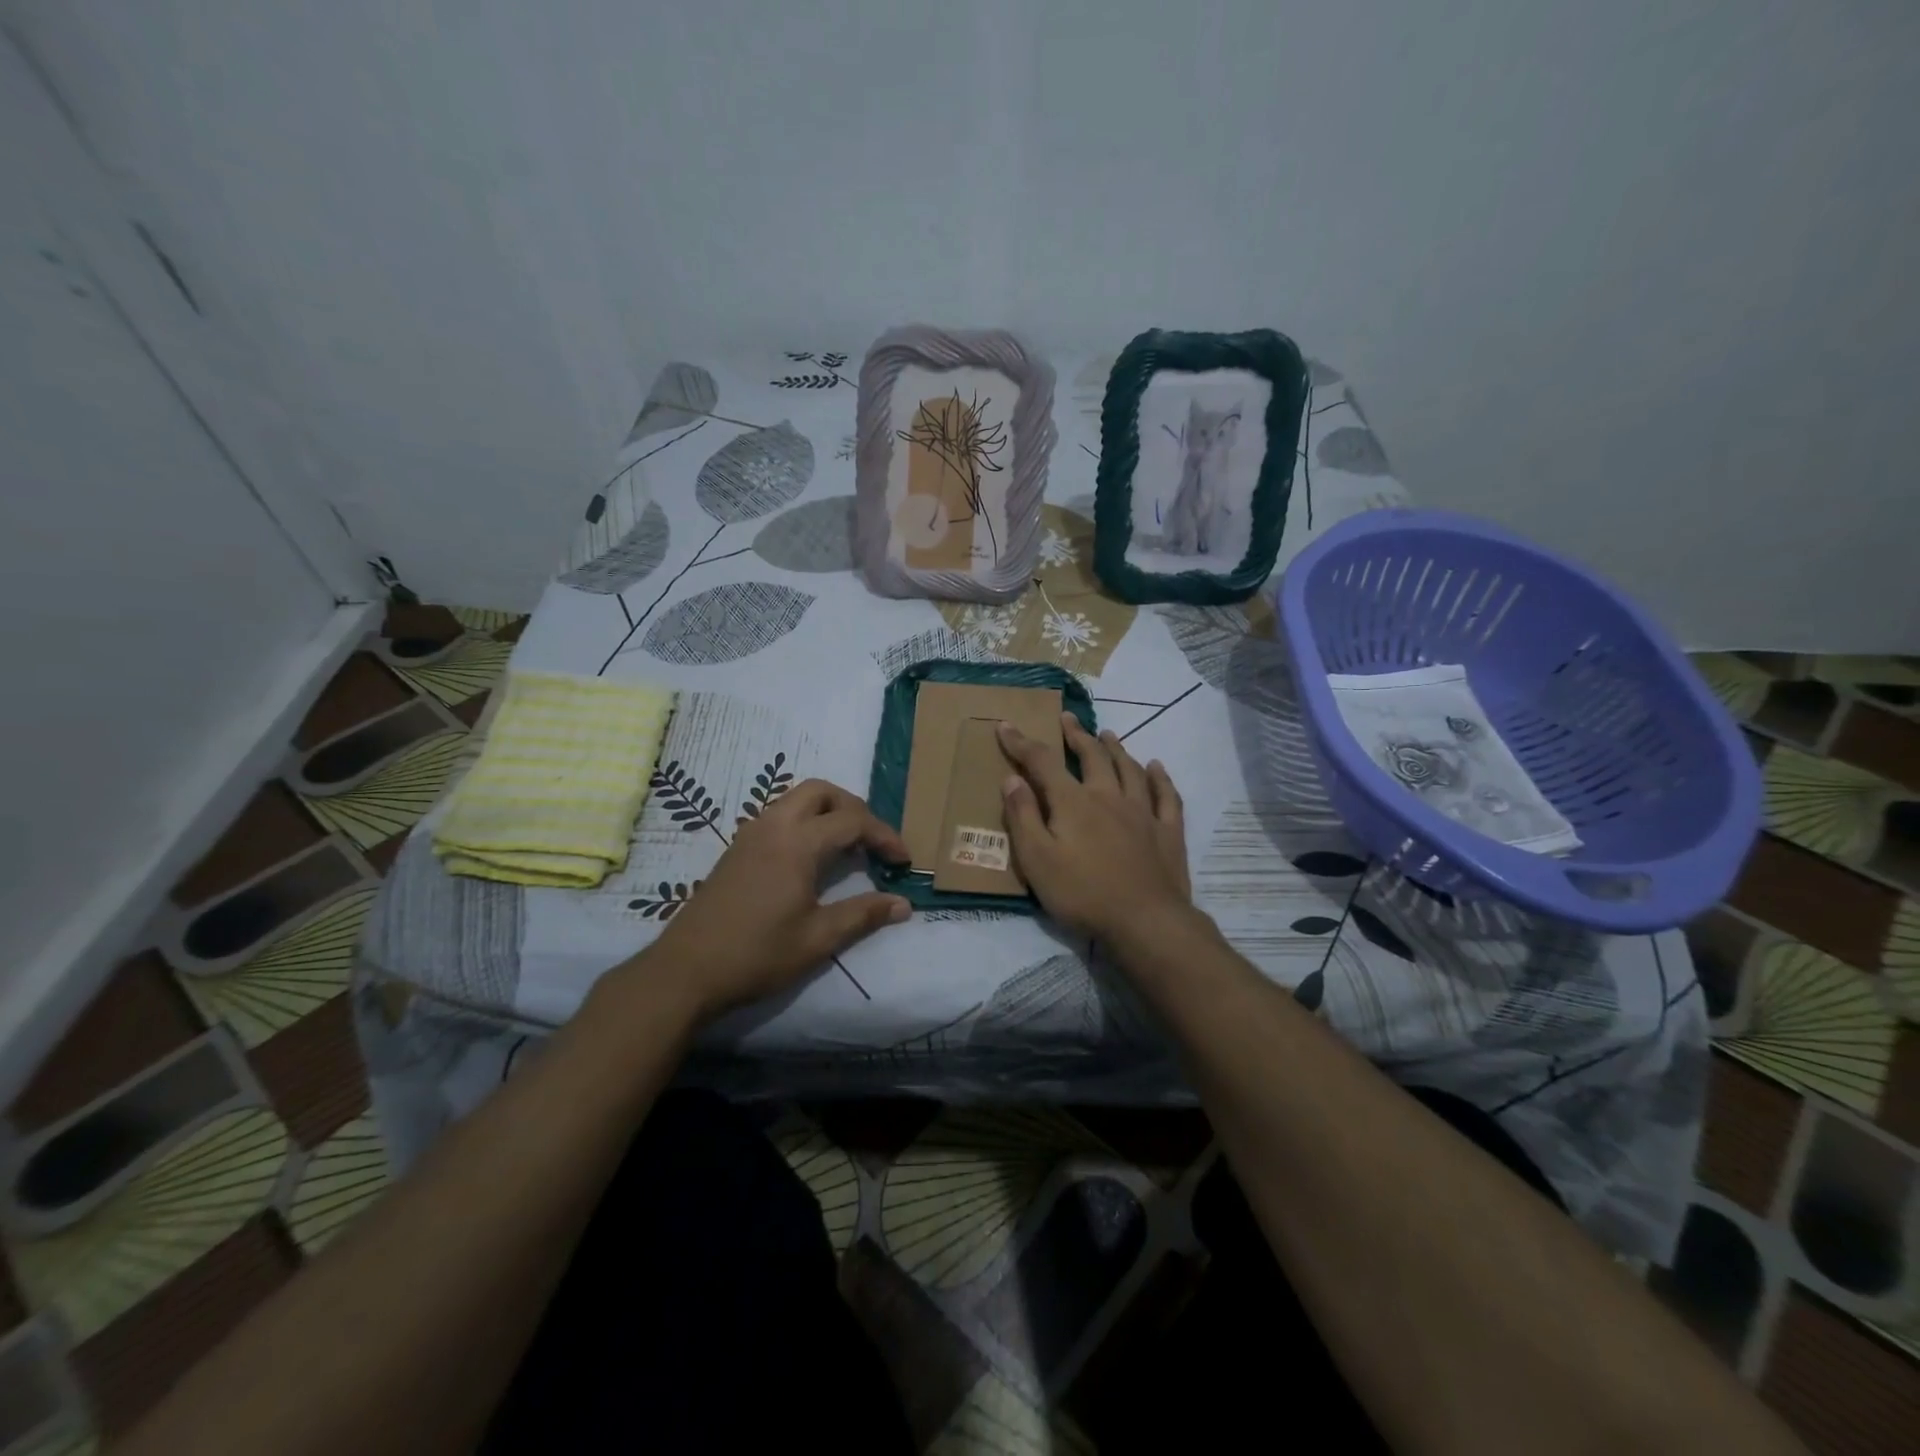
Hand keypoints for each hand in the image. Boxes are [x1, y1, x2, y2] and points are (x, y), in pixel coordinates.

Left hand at [637, 780, 910, 1020]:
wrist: (685, 971)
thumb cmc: (756, 954)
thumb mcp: (817, 939)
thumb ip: (863, 915)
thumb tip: (903, 904)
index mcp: (797, 842)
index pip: (853, 821)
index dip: (885, 835)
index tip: (904, 861)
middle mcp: (773, 826)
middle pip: (821, 791)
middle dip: (854, 807)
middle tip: (873, 840)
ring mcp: (750, 834)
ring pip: (796, 799)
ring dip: (828, 811)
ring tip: (847, 845)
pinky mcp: (737, 848)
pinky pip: (779, 815)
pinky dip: (805, 821)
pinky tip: (811, 857)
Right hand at [997, 713, 1192, 942]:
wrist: (1145, 921)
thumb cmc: (1083, 894)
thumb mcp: (1037, 860)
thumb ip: (1023, 817)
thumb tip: (1012, 779)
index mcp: (1073, 802)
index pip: (1042, 762)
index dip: (1021, 742)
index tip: (1006, 725)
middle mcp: (1109, 796)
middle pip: (1092, 756)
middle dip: (1076, 735)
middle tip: (1067, 718)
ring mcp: (1142, 812)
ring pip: (1129, 769)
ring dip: (1116, 749)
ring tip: (1107, 734)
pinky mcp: (1167, 831)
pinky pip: (1166, 796)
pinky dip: (1160, 778)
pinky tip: (1156, 767)